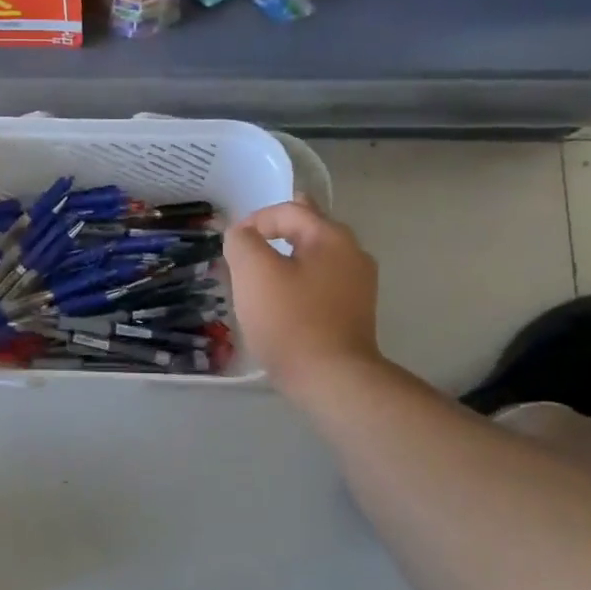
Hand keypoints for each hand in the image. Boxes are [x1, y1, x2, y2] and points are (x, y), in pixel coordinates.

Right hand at [224, 200, 385, 396]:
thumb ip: (242, 242)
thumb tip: (242, 234)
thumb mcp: (253, 272)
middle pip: (310, 229)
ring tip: (264, 268)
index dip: (255, 219)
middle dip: (280, 229)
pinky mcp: (354, 314)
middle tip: (254, 237)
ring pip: (317, 258)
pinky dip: (301, 281)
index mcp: (332, 237)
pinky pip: (322, 284)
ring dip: (291, 257)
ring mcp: (359, 286)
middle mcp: (353, 255)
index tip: (231, 243)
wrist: (331, 379)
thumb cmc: (290, 320)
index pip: (289, 210)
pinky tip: (284, 297)